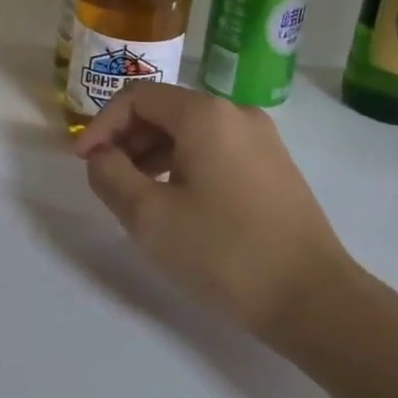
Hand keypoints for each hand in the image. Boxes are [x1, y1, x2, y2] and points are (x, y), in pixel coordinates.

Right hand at [72, 83, 354, 341]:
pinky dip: (185, 164)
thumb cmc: (224, 253)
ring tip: (138, 194)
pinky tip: (178, 202)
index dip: (101, 124)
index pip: (137, 97)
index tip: (84, 161)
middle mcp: (235, 113)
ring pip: (191, 131)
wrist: (314, 300)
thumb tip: (101, 156)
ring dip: (154, 154)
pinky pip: (216, 149)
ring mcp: (262, 139)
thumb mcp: (149, 217)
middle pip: (165, 110)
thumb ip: (110, 176)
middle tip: (107, 179)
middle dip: (127, 139)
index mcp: (205, 114)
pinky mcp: (275, 166)